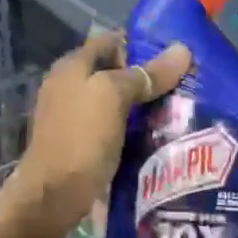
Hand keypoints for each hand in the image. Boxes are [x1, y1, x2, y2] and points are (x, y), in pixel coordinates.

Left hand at [11, 33, 190, 234]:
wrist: (53, 196)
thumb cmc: (81, 137)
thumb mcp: (114, 96)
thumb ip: (146, 74)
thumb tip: (183, 50)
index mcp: (71, 67)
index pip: (110, 41)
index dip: (141, 44)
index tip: (175, 55)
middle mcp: (68, 86)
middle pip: (113, 72)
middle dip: (146, 78)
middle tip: (183, 85)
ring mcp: (71, 117)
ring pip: (114, 102)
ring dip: (142, 106)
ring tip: (178, 111)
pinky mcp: (79, 144)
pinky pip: (112, 127)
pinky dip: (132, 129)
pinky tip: (156, 137)